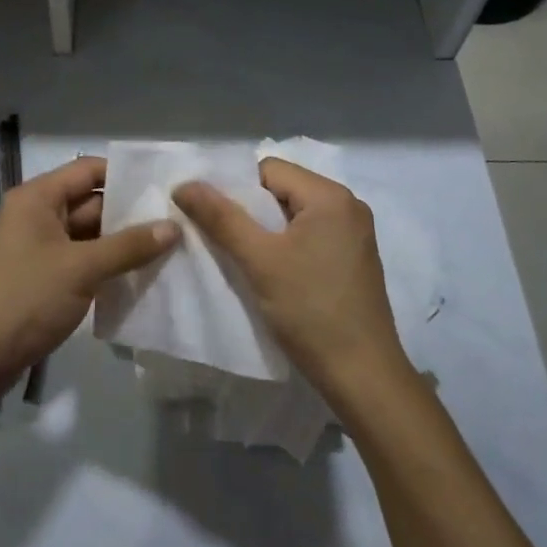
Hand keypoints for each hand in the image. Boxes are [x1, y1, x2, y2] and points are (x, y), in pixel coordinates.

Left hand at [0, 156, 178, 388]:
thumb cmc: (25, 299)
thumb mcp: (81, 268)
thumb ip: (128, 246)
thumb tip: (174, 227)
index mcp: (37, 199)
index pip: (88, 170)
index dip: (125, 175)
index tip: (163, 188)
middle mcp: (37, 216)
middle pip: (91, 202)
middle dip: (130, 213)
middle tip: (176, 221)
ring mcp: (39, 248)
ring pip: (89, 235)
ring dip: (122, 242)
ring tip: (168, 247)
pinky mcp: (43, 277)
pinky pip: (82, 260)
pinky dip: (107, 265)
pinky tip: (140, 274)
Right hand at [174, 159, 408, 405]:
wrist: (363, 376)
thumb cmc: (310, 311)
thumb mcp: (259, 260)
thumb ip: (221, 217)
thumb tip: (184, 184)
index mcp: (330, 195)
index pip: (269, 170)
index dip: (236, 190)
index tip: (216, 222)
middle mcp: (348, 204)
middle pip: (283, 189)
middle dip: (251, 211)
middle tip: (225, 242)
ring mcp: (355, 233)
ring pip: (295, 214)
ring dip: (267, 231)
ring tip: (246, 259)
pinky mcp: (355, 258)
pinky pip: (312, 235)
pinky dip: (288, 245)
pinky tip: (274, 273)